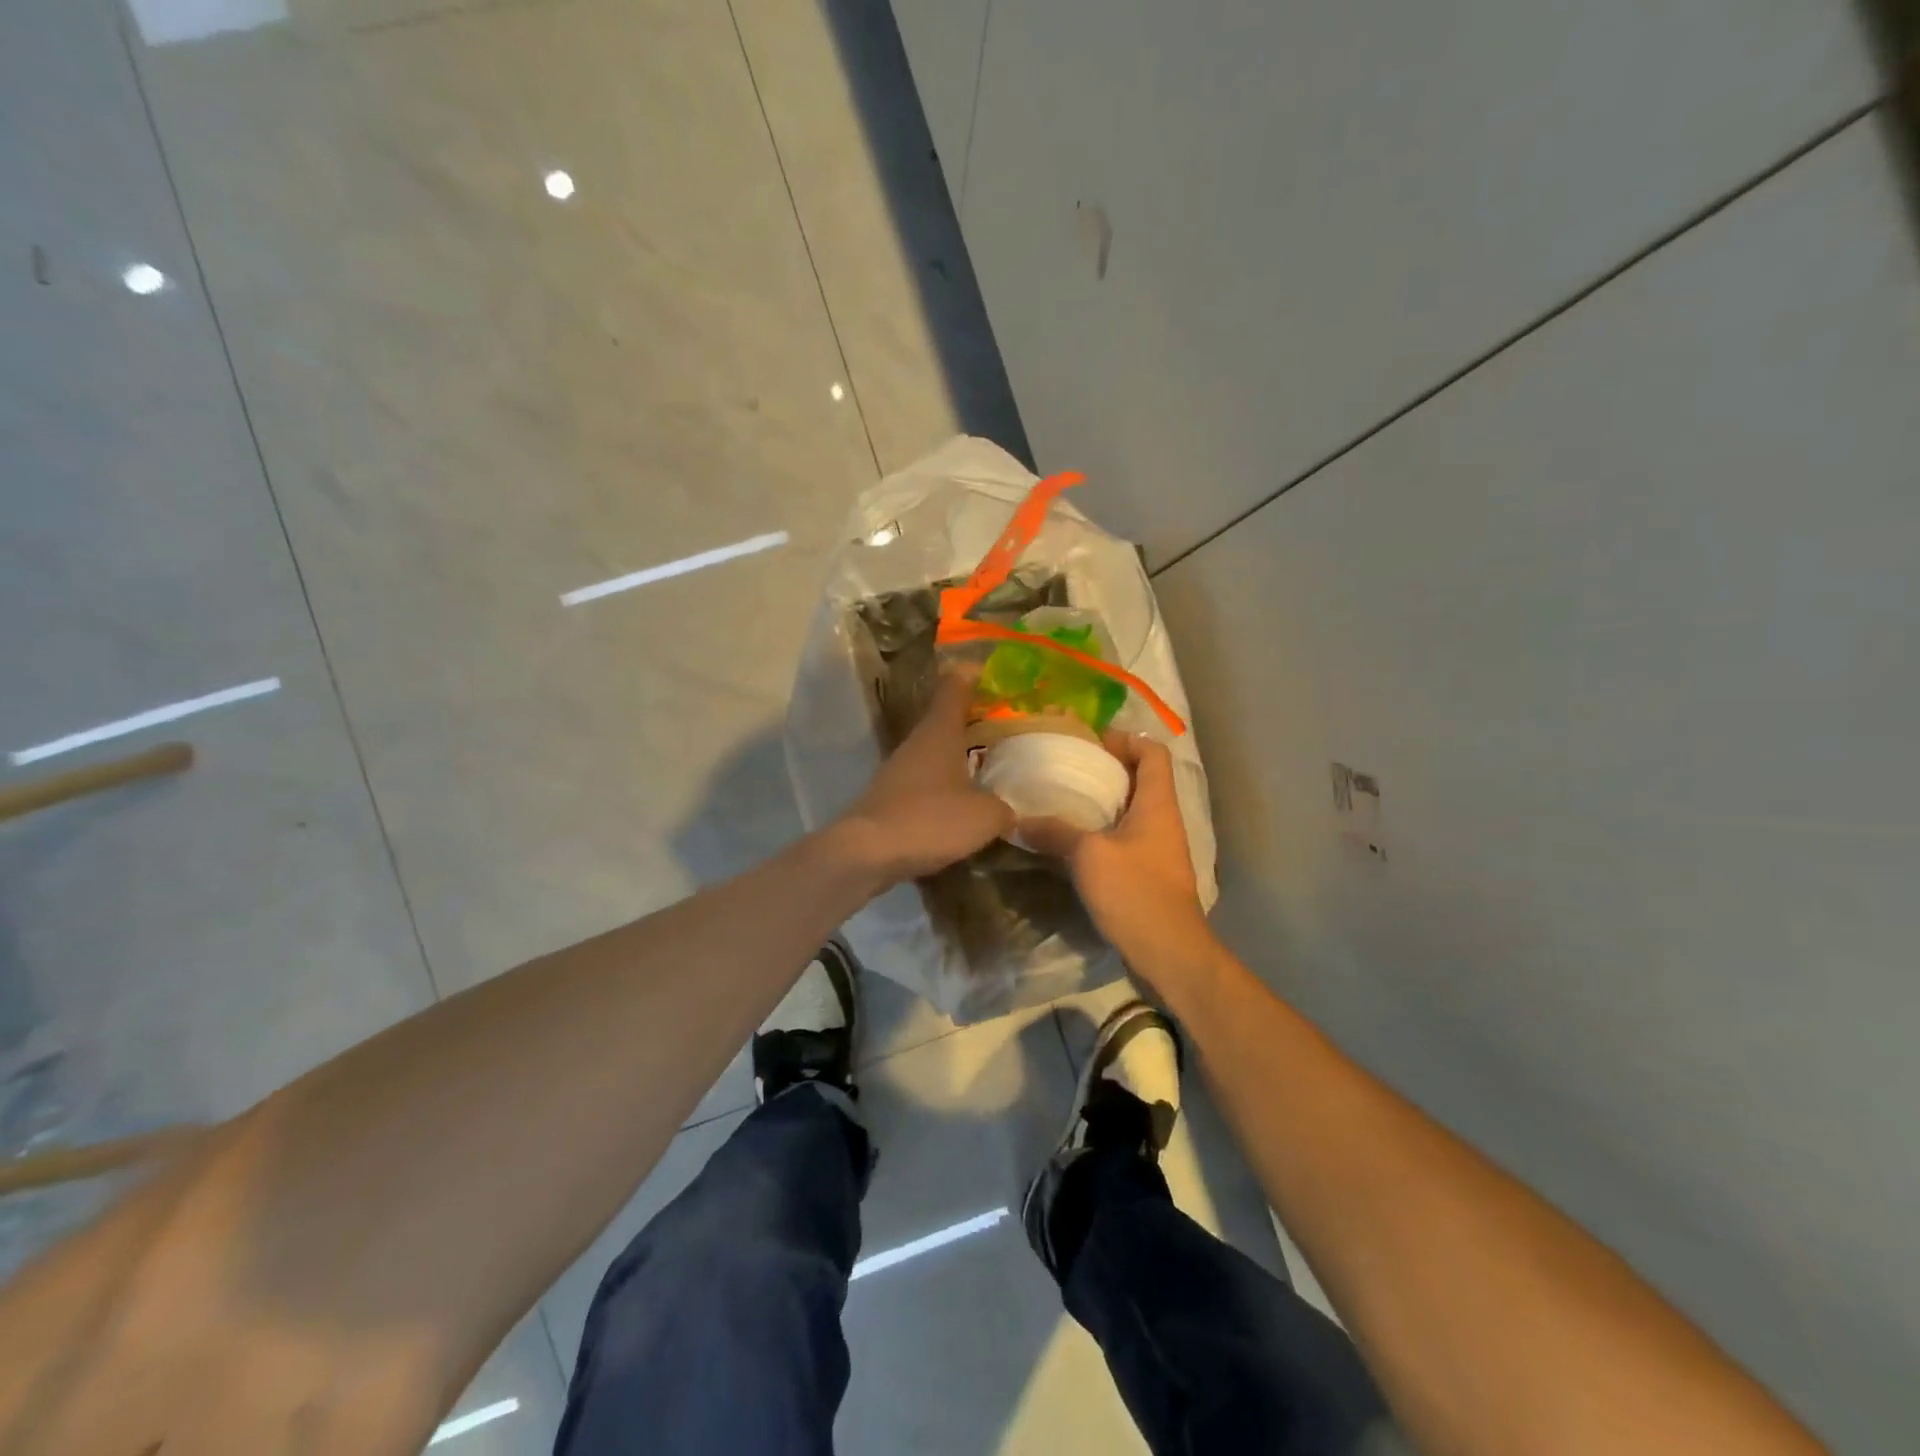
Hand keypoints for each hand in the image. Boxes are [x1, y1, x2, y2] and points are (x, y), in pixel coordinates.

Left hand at [837, 672, 1014, 885]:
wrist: (866, 853)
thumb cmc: (930, 820)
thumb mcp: (984, 816)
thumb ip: (1003, 808)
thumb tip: (1008, 811)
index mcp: (939, 731)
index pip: (955, 687)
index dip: (974, 676)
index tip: (994, 673)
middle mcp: (916, 743)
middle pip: (945, 721)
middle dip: (974, 722)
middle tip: (1005, 729)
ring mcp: (898, 771)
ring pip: (934, 754)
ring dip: (959, 758)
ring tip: (990, 769)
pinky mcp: (889, 799)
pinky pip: (925, 785)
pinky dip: (944, 789)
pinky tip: (962, 807)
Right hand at [1019, 733, 1216, 987]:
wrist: (1169, 953)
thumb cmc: (1135, 892)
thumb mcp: (1089, 856)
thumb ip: (1055, 832)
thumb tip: (1019, 820)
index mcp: (1157, 804)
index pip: (1153, 753)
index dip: (1126, 739)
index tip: (1091, 742)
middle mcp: (1163, 820)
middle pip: (1142, 779)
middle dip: (1107, 769)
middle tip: (1068, 769)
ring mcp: (1159, 849)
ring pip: (1132, 811)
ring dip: (1103, 803)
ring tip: (1064, 802)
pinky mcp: (1150, 875)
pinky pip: (1126, 840)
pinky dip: (1102, 833)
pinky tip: (1072, 843)